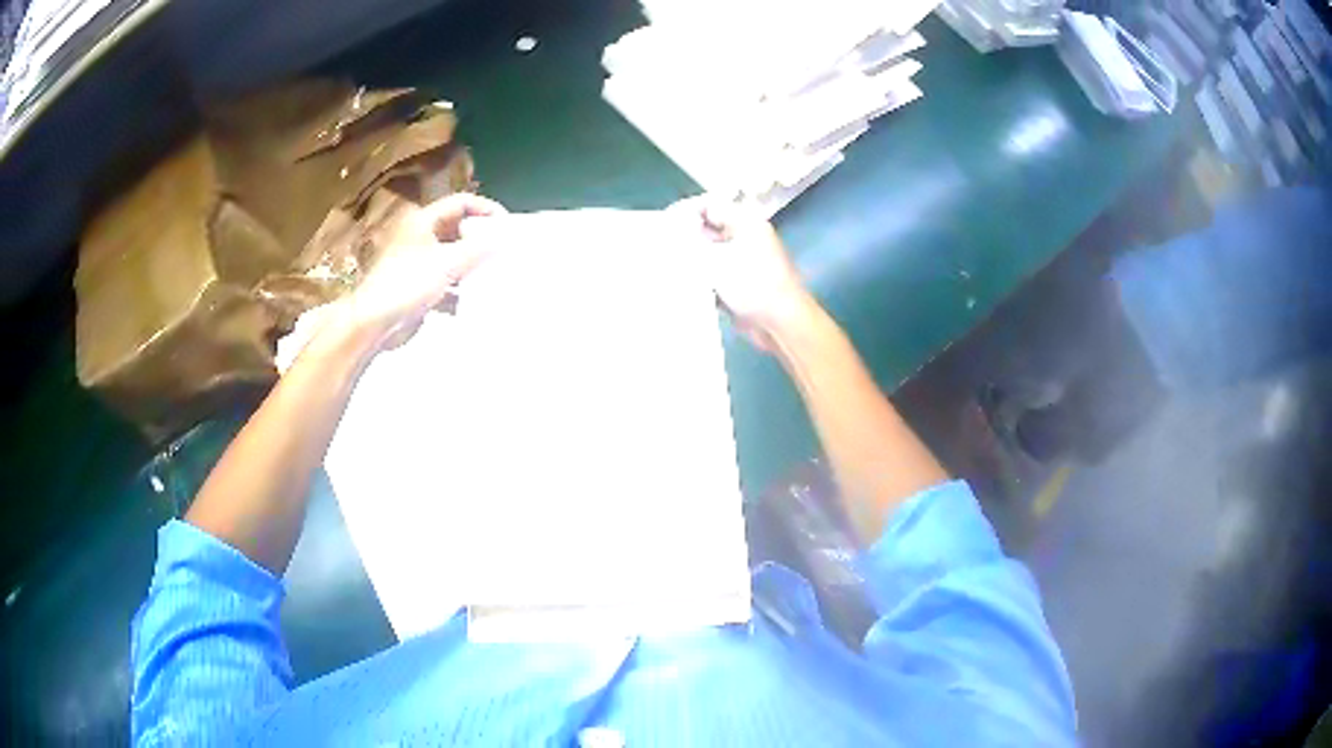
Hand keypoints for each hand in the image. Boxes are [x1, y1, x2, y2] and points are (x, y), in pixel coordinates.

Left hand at [348, 192, 506, 348]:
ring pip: (452, 256)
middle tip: (504, 250)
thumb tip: (504, 238)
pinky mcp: (417, 286)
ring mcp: (417, 262)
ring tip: (495, 274)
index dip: (486, 210)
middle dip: (480, 239)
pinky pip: (445, 281)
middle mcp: (420, 236)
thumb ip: (478, 249)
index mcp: (423, 221)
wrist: (374, 323)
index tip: (508, 226)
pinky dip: (459, 288)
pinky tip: (473, 300)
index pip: (461, 203)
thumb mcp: (447, 263)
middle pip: (457, 229)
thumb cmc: (407, 285)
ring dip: (471, 265)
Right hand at [671, 197, 811, 350]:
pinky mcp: (739, 283)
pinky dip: (698, 278)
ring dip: (689, 259)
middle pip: (707, 228)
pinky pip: (713, 274)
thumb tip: (670, 235)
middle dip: (684, 237)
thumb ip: (689, 244)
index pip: (708, 205)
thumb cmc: (753, 285)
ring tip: (664, 265)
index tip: (661, 225)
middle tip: (658, 246)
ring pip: (708, 253)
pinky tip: (680, 284)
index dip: (684, 211)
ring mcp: (742, 260)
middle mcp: (744, 236)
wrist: (781, 324)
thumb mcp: (715, 261)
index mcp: (745, 222)